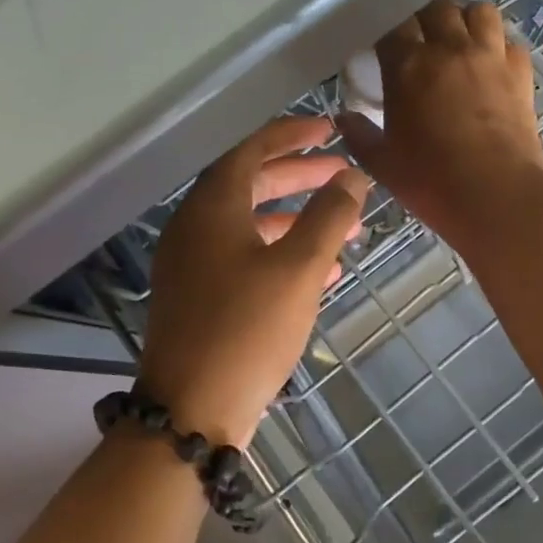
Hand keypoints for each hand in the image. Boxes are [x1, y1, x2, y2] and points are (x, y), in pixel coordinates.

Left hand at [139, 117, 369, 446]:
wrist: (191, 412)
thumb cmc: (247, 329)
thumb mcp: (299, 268)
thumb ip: (329, 216)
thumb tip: (352, 177)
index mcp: (212, 208)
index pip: (252, 151)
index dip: (291, 135)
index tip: (328, 130)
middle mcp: (195, 228)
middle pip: (251, 185)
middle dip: (299, 177)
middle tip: (342, 176)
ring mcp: (193, 265)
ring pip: (251, 225)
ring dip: (297, 220)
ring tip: (345, 225)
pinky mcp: (200, 298)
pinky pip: (245, 259)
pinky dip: (282, 255)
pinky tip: (323, 272)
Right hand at [336, 0, 542, 248]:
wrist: (498, 196)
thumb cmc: (432, 182)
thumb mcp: (383, 164)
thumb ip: (359, 136)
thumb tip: (343, 118)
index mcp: (408, 65)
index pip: (392, 23)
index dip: (385, 26)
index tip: (382, 41)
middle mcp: (450, 48)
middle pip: (436, 6)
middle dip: (424, 15)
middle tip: (418, 36)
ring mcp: (490, 56)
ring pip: (479, 11)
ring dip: (465, 19)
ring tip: (459, 39)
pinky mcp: (521, 73)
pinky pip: (510, 41)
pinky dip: (499, 45)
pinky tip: (492, 63)